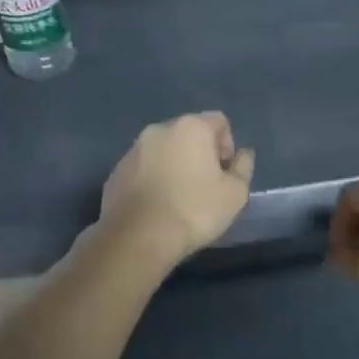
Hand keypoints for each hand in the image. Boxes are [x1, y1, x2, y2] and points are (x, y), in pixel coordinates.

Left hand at [99, 112, 255, 265]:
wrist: (138, 237)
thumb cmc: (194, 210)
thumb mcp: (235, 193)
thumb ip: (243, 167)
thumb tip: (243, 154)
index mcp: (190, 127)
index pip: (219, 121)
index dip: (228, 145)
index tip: (225, 172)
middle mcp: (158, 130)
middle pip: (188, 133)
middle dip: (200, 153)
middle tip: (206, 185)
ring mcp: (133, 150)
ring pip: (163, 150)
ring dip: (174, 165)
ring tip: (179, 198)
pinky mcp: (116, 172)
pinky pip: (143, 168)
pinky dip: (153, 179)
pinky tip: (157, 206)